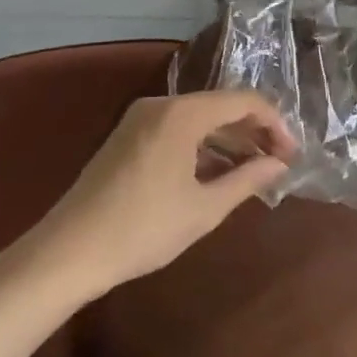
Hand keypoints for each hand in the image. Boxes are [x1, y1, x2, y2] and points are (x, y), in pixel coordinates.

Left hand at [28, 92, 295, 298]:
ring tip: (254, 169)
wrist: (65, 254)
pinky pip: (178, 128)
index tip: (291, 155)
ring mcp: (140, 119)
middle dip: (254, 130)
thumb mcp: (205, 208)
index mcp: (183, 114)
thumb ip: (248, 179)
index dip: (275, 124)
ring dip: (230, 138)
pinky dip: (203, 144)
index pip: (244, 101)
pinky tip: (217, 172)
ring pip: (200, 117)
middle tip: (278, 161)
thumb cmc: (142, 229)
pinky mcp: (128, 137)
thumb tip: (279, 164)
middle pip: (222, 105)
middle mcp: (162, 105)